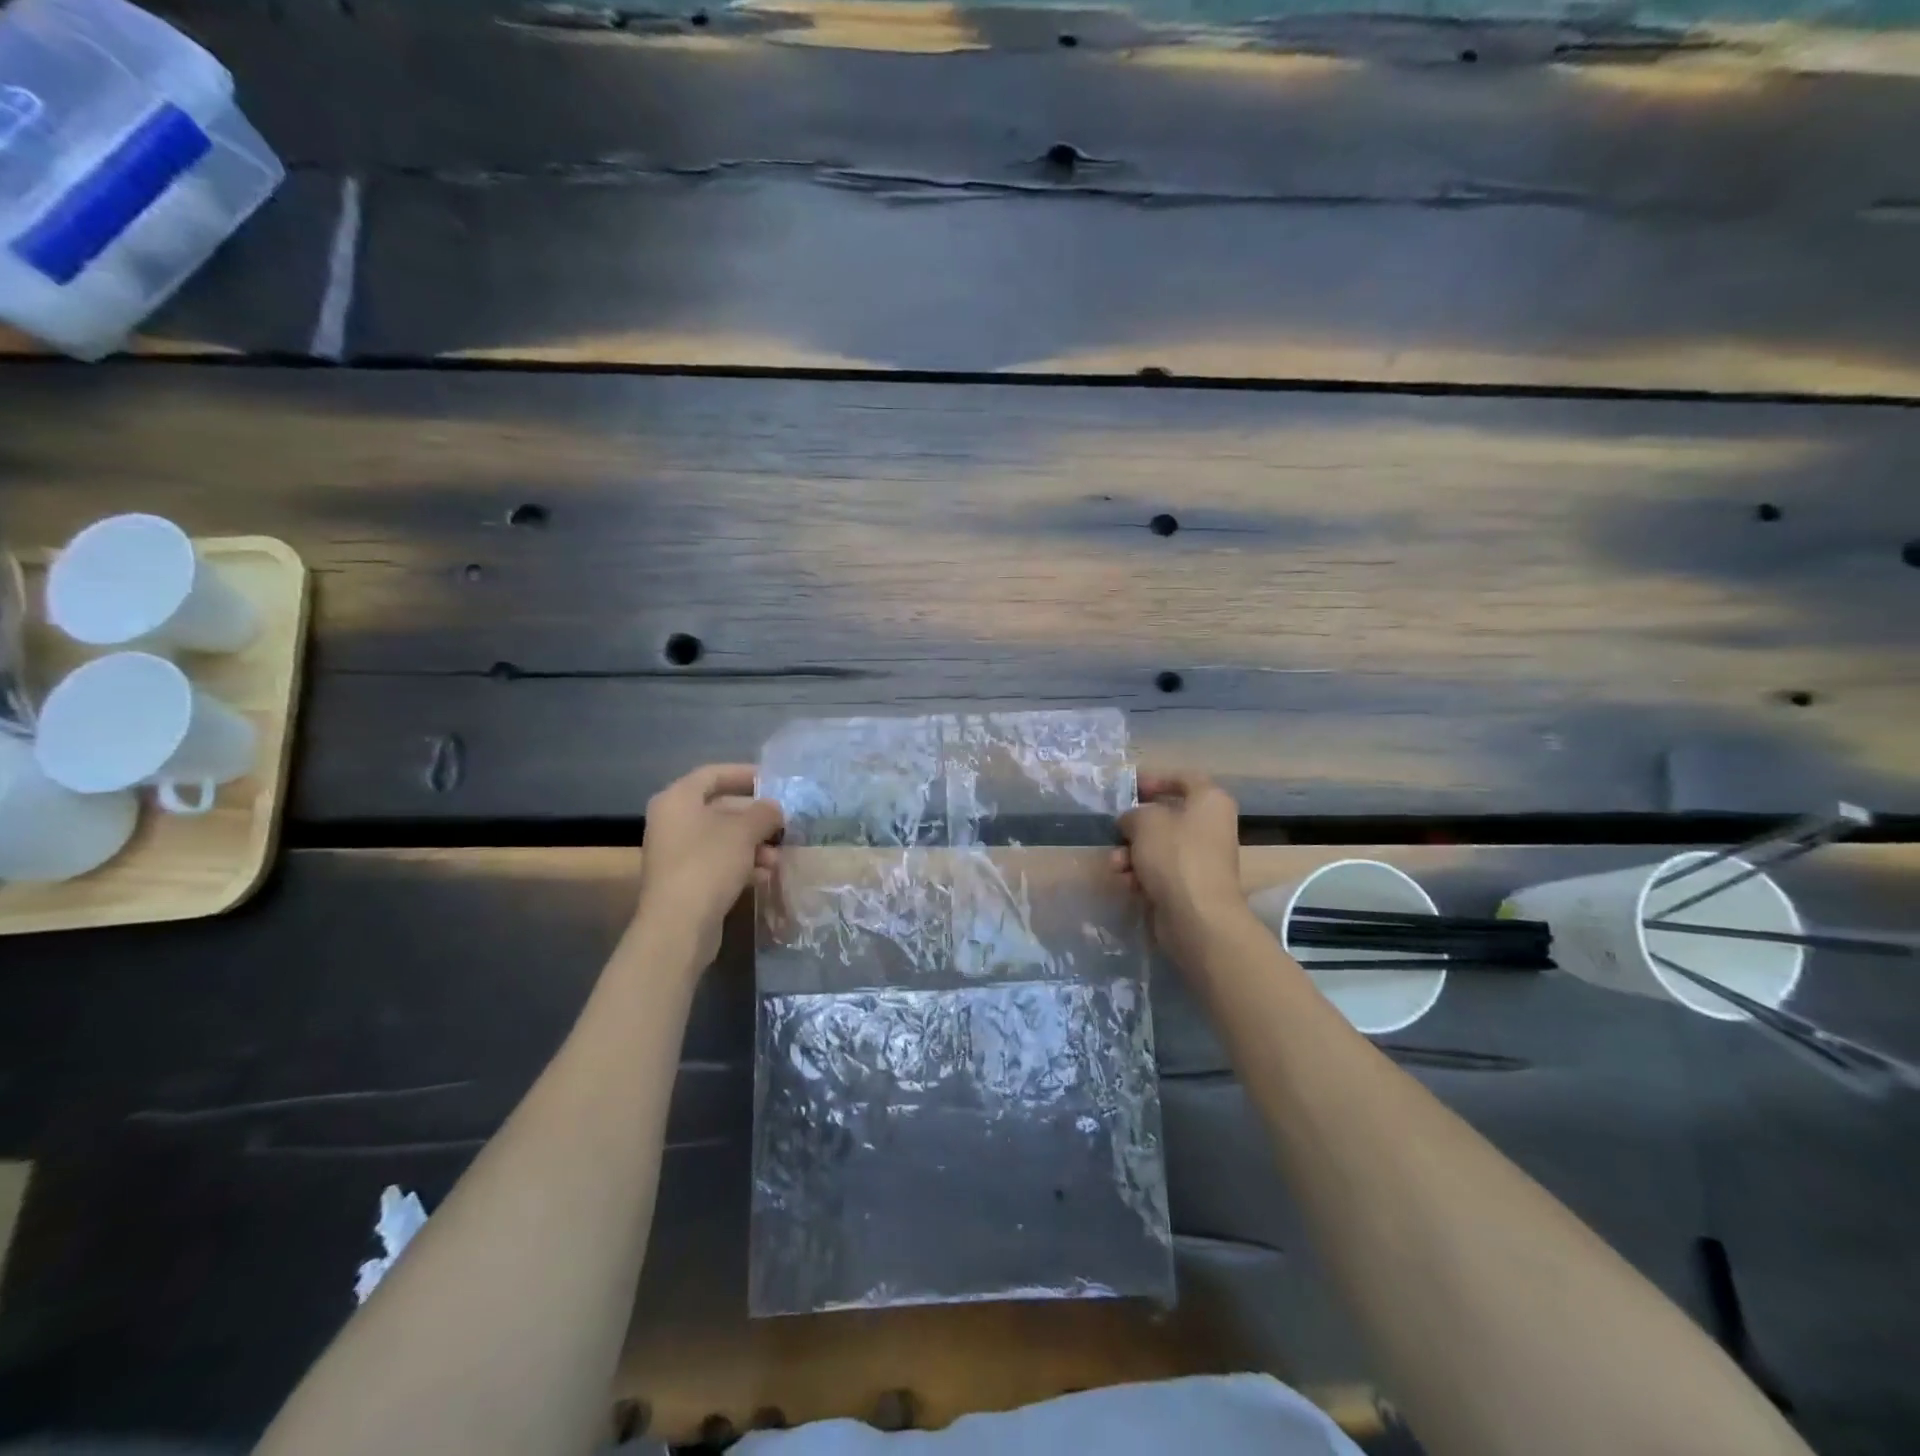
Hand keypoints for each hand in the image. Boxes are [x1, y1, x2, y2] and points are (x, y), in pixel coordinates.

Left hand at [635, 764, 783, 967]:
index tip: (774, 781)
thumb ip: (764, 813)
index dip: (745, 774)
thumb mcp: (744, 831)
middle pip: (720, 808)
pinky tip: (765, 875)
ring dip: (754, 844)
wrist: (678, 925)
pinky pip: (718, 862)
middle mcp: (672, 821)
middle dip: (755, 817)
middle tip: (784, 822)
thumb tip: (774, 809)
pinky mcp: (685, 880)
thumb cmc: (709, 863)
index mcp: (678, 799)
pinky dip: (742, 865)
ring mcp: (676, 853)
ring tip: (778, 857)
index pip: (714, 774)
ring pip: (722, 838)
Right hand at [1114, 772, 1253, 969]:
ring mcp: (1203, 858)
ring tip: (1116, 866)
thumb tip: (1131, 822)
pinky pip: (1162, 871)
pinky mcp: (1192, 885)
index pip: (1184, 778)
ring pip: (1159, 846)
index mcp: (1210, 801)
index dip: (1156, 779)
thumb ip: (1133, 814)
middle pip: (1167, 816)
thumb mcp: (1145, 822)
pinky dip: (1142, 874)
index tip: (1130, 788)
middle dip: (1136, 827)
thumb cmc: (1175, 856)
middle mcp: (1211, 827)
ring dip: (1132, 854)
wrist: (1197, 916)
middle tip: (1116, 831)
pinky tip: (1128, 883)